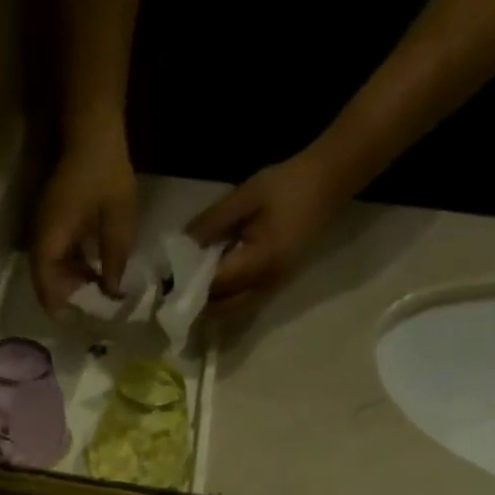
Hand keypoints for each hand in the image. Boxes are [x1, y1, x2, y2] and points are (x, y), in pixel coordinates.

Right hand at [30, 127, 138, 310]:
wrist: (94, 129)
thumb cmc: (106, 173)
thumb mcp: (119, 221)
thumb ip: (114, 260)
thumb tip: (112, 294)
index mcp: (51, 238)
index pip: (45, 285)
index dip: (59, 308)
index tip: (78, 323)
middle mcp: (42, 237)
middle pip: (45, 282)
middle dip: (66, 300)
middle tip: (91, 314)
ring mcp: (46, 228)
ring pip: (51, 270)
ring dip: (70, 284)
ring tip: (97, 297)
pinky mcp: (54, 222)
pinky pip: (57, 255)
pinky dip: (72, 268)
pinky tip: (95, 273)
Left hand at [184, 149, 350, 321]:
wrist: (329, 182)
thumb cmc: (287, 184)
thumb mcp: (246, 196)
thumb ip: (212, 222)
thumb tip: (180, 245)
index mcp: (261, 262)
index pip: (216, 283)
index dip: (189, 284)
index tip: (165, 280)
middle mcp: (267, 284)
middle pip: (222, 308)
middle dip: (196, 302)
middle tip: (172, 290)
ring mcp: (273, 289)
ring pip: (232, 312)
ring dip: (209, 306)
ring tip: (187, 289)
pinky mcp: (275, 286)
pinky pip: (243, 305)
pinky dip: (223, 302)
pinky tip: (209, 287)